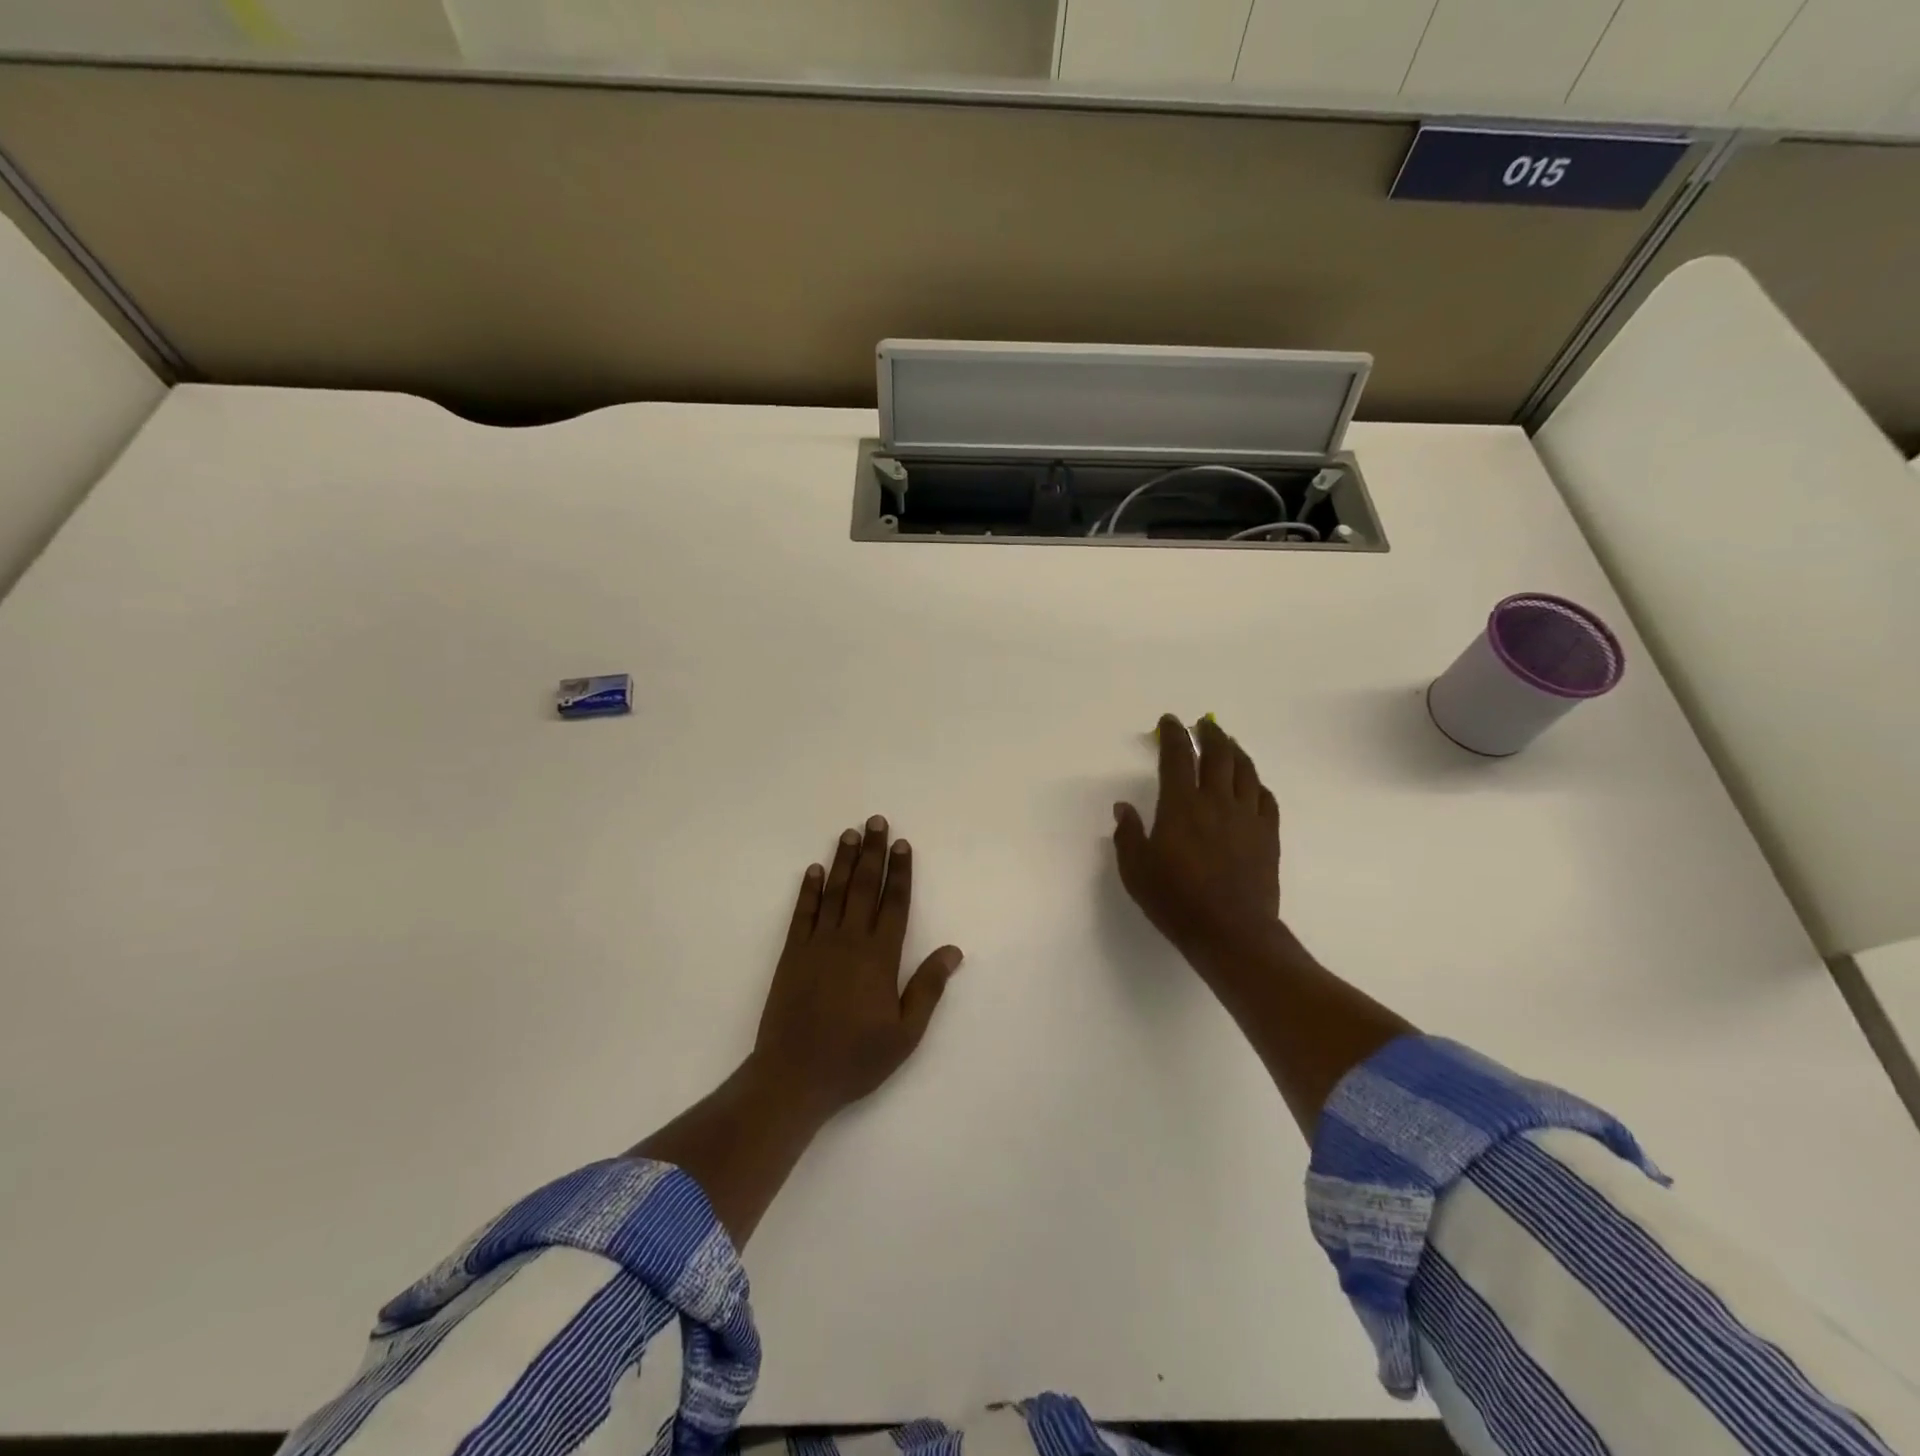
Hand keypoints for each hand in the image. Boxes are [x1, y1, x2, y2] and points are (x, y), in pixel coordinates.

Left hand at [751, 815, 963, 1123]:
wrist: (795, 1076)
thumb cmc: (856, 1058)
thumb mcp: (905, 1033)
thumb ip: (928, 988)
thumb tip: (953, 951)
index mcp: (880, 957)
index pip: (895, 904)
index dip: (900, 872)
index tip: (902, 844)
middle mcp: (850, 941)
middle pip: (864, 887)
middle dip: (872, 852)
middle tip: (875, 821)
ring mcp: (818, 944)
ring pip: (834, 892)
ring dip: (842, 861)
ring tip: (849, 833)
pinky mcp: (792, 954)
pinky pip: (803, 913)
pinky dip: (809, 890)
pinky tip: (814, 870)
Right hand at [1113, 715, 1281, 970]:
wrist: (1230, 932)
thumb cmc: (1176, 901)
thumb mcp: (1135, 870)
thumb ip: (1128, 834)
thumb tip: (1123, 807)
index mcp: (1181, 805)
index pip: (1178, 756)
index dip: (1173, 734)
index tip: (1169, 721)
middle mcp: (1217, 802)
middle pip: (1218, 755)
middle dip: (1210, 734)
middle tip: (1203, 724)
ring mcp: (1247, 817)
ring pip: (1246, 771)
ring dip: (1236, 752)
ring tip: (1229, 744)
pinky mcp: (1268, 836)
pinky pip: (1266, 799)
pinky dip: (1258, 784)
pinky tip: (1253, 785)